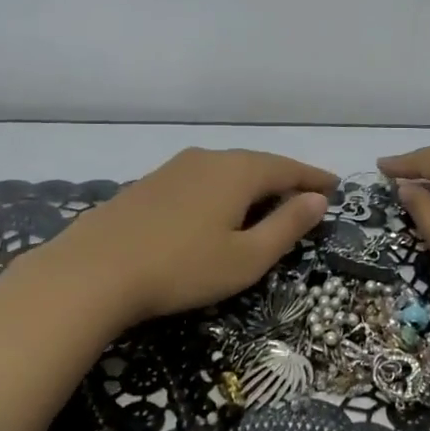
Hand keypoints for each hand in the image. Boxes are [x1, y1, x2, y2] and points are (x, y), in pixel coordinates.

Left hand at [50, 147, 335, 329]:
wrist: (93, 271)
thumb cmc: (182, 268)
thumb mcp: (246, 258)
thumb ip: (286, 227)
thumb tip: (317, 201)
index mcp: (238, 172)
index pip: (287, 168)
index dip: (313, 178)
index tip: (335, 187)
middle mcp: (208, 159)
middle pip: (257, 165)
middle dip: (284, 180)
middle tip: (306, 197)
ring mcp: (173, 169)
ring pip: (226, 171)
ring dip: (252, 185)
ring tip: (267, 203)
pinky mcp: (149, 185)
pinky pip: (200, 181)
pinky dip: (222, 192)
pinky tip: (218, 210)